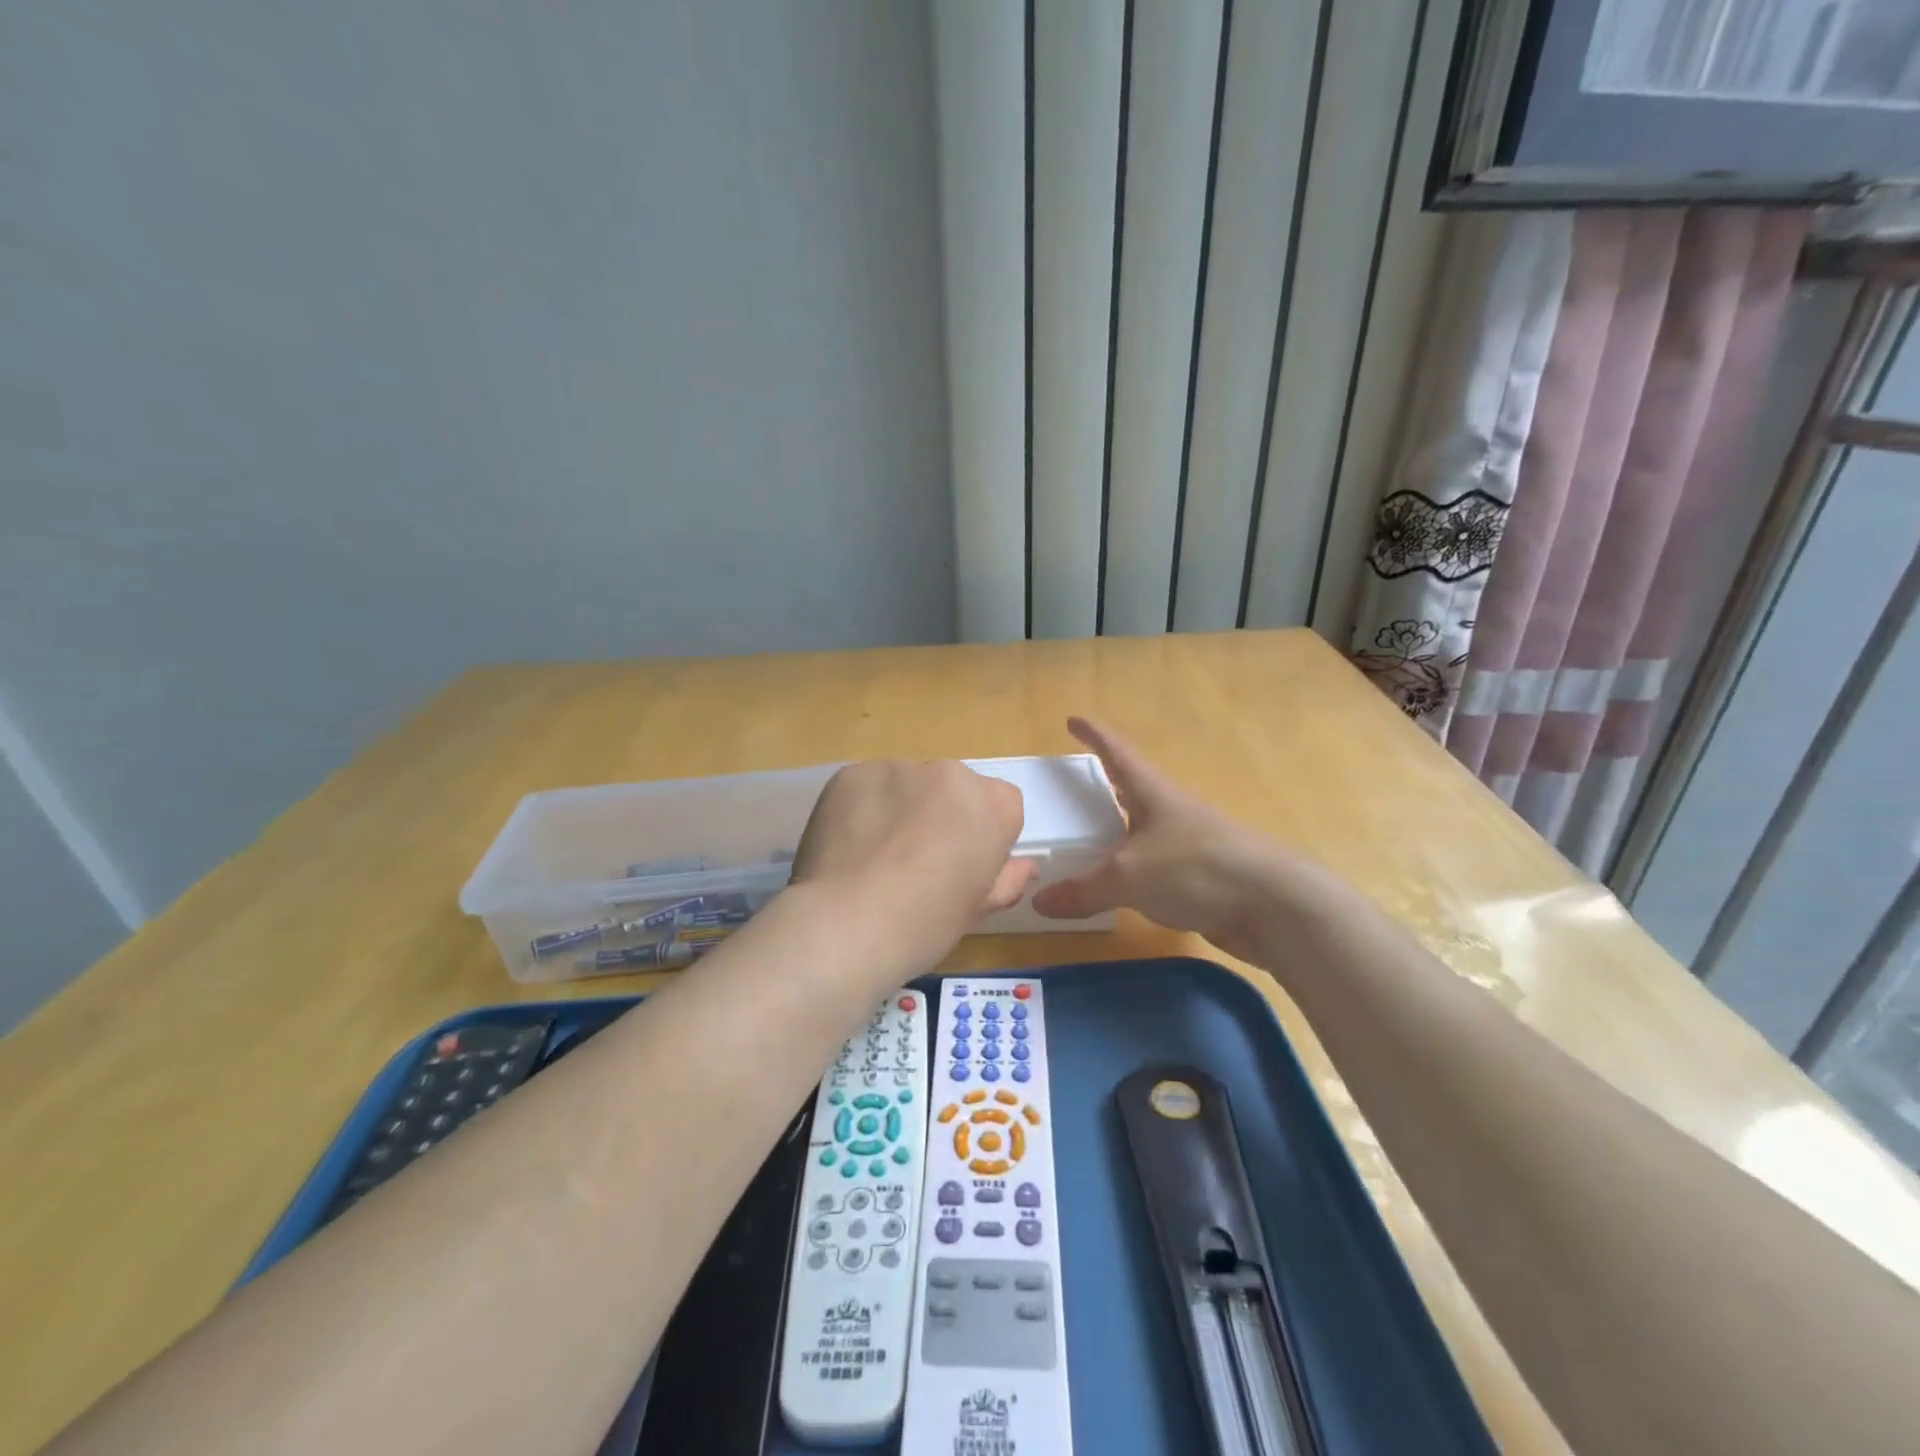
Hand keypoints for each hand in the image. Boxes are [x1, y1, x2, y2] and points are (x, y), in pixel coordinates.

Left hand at [791, 759, 1037, 968]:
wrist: (846, 924)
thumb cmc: (925, 924)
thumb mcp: (978, 909)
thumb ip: (1007, 879)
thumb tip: (1025, 866)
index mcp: (992, 804)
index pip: (1002, 804)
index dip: (984, 835)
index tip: (963, 865)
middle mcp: (949, 773)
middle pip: (953, 788)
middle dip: (941, 814)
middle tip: (916, 861)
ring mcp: (896, 768)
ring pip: (907, 784)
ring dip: (900, 808)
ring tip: (875, 856)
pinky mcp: (851, 773)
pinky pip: (867, 787)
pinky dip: (862, 808)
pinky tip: (848, 846)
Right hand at [1031, 717, 1296, 959]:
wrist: (1275, 907)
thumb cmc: (1196, 870)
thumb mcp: (1128, 877)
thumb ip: (1082, 890)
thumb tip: (1039, 902)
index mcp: (1153, 793)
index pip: (1117, 753)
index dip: (1094, 735)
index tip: (1073, 719)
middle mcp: (1172, 812)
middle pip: (1133, 790)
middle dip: (1106, 786)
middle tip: (1074, 790)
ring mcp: (1192, 844)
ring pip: (1145, 831)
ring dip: (1120, 832)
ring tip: (1089, 843)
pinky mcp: (1204, 877)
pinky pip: (1157, 867)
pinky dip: (1135, 871)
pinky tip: (1121, 890)